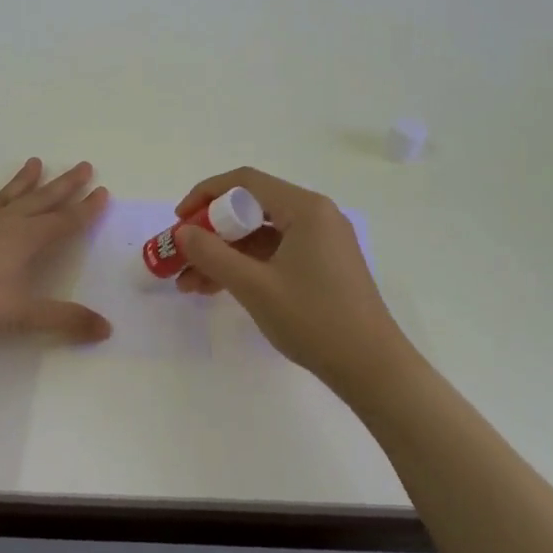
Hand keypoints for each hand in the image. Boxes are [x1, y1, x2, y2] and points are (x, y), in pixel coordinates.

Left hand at [0, 158, 111, 343]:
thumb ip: (65, 320)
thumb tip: (107, 329)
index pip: (65, 221)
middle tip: (84, 166)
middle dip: (65, 185)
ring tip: (35, 161)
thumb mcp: (22, 315)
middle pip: (41, 200)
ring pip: (5, 196)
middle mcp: (4, 223)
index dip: (86, 209)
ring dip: (22, 181)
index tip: (103, 191)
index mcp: (27, 239)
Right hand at [173, 167, 407, 395]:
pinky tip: (216, 288)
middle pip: (250, 208)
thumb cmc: (314, 320)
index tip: (179, 221)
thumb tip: (181, 232)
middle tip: (180, 256)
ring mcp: (321, 241)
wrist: (373, 370)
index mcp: (305, 208)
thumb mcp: (255, 286)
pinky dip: (246, 266)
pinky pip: (275, 253)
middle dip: (210, 232)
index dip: (205, 195)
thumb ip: (212, 255)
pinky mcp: (323, 265)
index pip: (244, 182)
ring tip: (189, 283)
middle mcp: (316, 215)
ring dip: (224, 254)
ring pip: (260, 235)